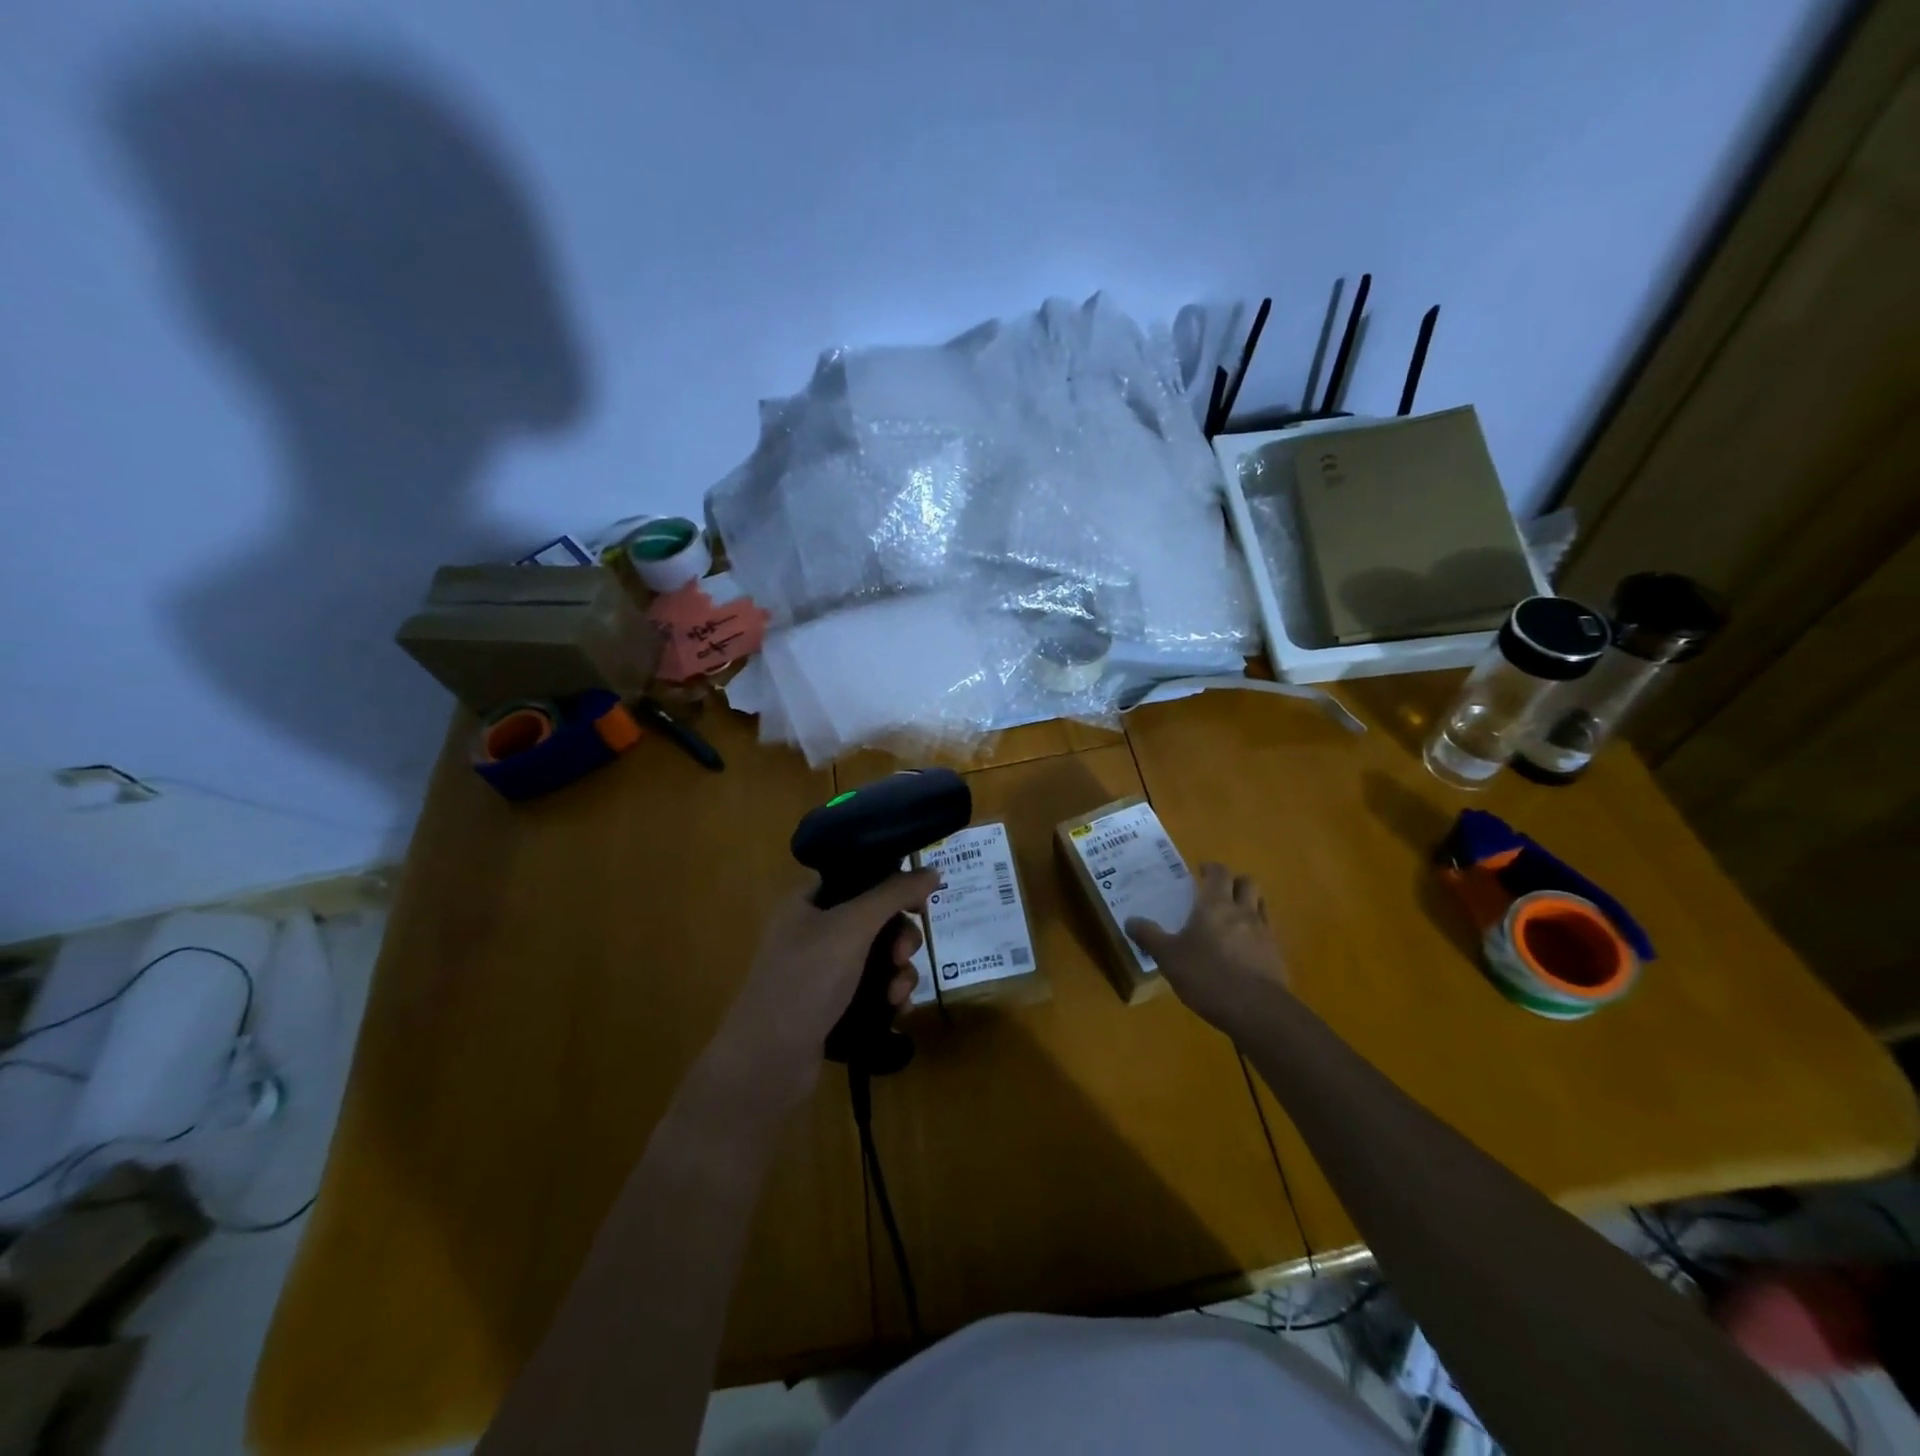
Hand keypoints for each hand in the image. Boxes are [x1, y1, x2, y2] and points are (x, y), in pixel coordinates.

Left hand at [709, 869, 938, 1116]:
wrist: (767, 1062)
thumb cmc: (806, 981)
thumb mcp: (852, 927)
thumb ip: (893, 894)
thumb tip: (932, 870)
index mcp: (808, 902)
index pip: (859, 878)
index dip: (893, 885)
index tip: (920, 903)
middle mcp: (814, 931)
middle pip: (875, 920)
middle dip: (900, 937)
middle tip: (904, 954)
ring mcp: (822, 972)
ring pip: (879, 957)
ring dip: (899, 971)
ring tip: (898, 994)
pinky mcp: (832, 1006)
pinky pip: (873, 989)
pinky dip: (890, 996)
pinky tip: (898, 1010)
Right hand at [1126, 862, 1288, 1033]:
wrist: (1256, 1010)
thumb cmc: (1207, 976)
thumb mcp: (1168, 957)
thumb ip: (1149, 936)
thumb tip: (1129, 921)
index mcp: (1215, 905)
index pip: (1219, 872)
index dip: (1211, 868)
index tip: (1200, 872)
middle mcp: (1243, 911)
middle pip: (1247, 883)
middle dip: (1234, 882)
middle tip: (1218, 892)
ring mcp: (1264, 933)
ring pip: (1261, 905)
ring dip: (1248, 905)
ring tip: (1232, 918)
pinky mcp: (1277, 956)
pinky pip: (1268, 933)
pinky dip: (1257, 933)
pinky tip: (1244, 950)